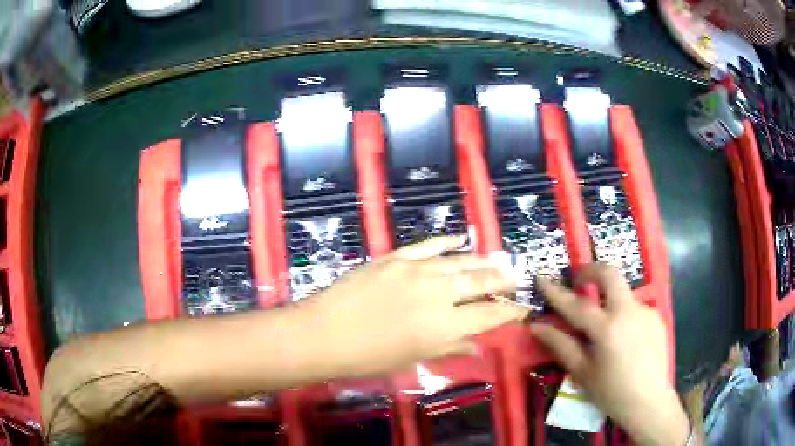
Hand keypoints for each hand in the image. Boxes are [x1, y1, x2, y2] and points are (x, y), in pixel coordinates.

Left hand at [302, 236, 527, 374]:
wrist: (324, 333)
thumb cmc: (368, 357)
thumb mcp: (413, 359)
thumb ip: (450, 348)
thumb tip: (477, 347)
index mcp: (445, 327)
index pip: (490, 315)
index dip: (511, 312)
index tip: (523, 308)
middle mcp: (439, 294)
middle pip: (481, 281)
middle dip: (502, 279)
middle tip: (514, 277)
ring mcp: (417, 270)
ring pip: (461, 261)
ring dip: (483, 260)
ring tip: (499, 259)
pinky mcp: (396, 256)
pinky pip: (429, 245)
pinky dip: (448, 241)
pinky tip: (462, 238)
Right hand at [530, 264, 689, 445]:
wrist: (649, 401)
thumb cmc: (611, 392)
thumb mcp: (582, 371)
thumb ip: (560, 344)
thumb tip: (535, 326)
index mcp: (607, 328)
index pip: (576, 304)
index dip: (555, 291)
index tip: (541, 278)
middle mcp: (628, 311)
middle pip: (610, 274)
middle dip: (591, 270)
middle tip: (578, 279)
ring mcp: (645, 311)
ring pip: (623, 293)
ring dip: (609, 299)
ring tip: (604, 327)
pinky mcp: (656, 317)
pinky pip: (635, 309)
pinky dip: (624, 315)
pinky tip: (624, 339)